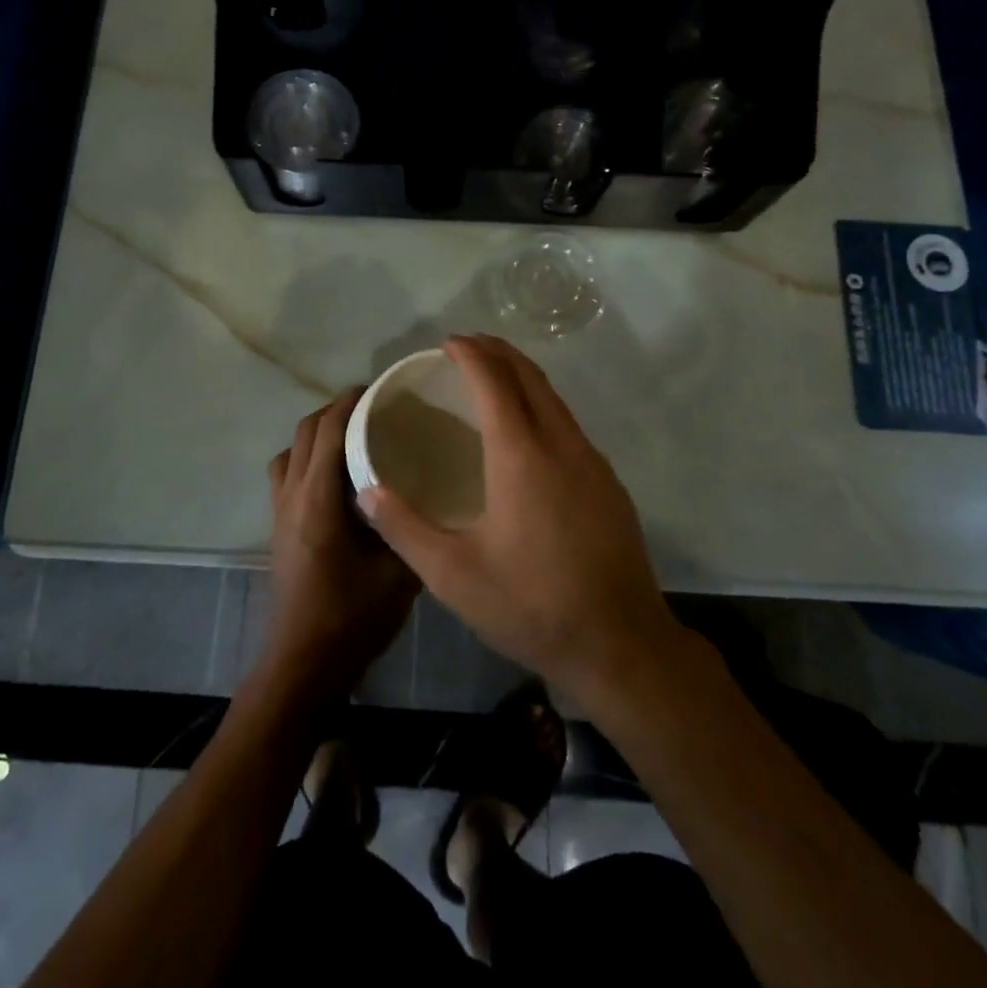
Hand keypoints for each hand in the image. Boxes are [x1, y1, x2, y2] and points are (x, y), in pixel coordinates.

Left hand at [262, 389, 420, 700]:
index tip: (378, 389)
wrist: (303, 664)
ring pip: (290, 451)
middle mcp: (292, 496)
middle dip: (334, 410)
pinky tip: (336, 478)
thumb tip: (436, 498)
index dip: (349, 402)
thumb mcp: (399, 574)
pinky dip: (306, 458)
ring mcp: (279, 511)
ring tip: (352, 437)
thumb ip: (413, 530)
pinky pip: (286, 473)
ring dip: (316, 434)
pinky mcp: (277, 527)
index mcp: (319, 500)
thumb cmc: (351, 618)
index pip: (328, 430)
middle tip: (373, 409)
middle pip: (305, 432)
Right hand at [356, 335, 682, 705]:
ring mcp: (592, 462)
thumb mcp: (453, 575)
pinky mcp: (608, 483)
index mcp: (521, 455)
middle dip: (498, 352)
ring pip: (555, 398)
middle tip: (467, 346)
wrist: (620, 645)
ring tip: (493, 378)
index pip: (494, 382)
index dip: (470, 354)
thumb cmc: (531, 605)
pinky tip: (528, 432)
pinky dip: (542, 405)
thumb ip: (404, 527)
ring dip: (522, 376)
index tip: (448, 342)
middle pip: (530, 377)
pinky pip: (569, 424)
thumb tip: (366, 490)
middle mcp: (561, 444)